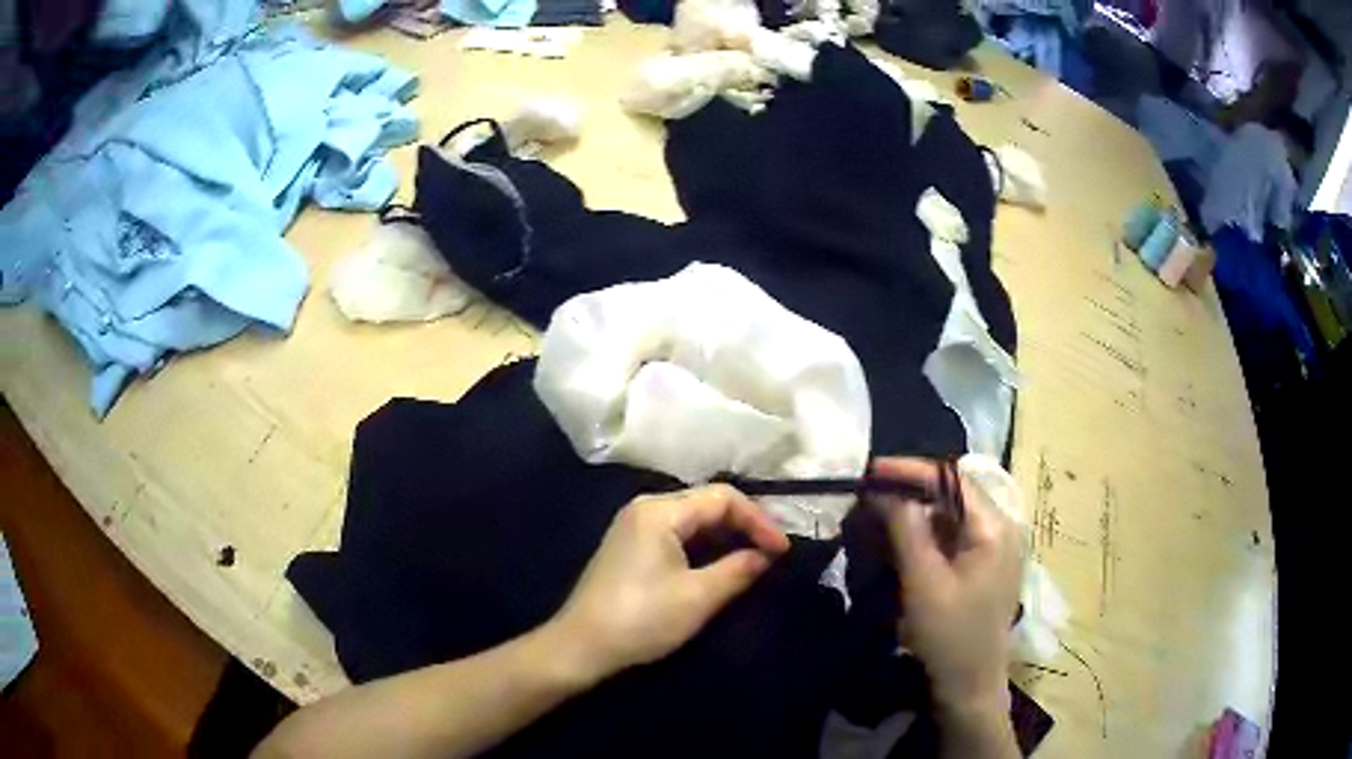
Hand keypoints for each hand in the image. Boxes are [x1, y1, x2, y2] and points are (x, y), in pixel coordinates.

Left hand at [550, 485, 790, 682]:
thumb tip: (766, 556)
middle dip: (744, 525)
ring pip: (693, 519)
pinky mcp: (631, 547)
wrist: (582, 646)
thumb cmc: (642, 619)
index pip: (723, 498)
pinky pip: (677, 534)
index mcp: (660, 511)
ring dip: (726, 536)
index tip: (782, 550)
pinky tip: (720, 564)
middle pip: (707, 503)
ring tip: (754, 558)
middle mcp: (646, 508)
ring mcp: (634, 527)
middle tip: (773, 552)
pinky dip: (704, 545)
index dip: (759, 520)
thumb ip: (739, 570)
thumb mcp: (698, 597)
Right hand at [871, 458, 1023, 715]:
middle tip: (870, 494)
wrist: (969, 688)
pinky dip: (927, 533)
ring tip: (880, 514)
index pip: (952, 479)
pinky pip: (954, 537)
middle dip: (912, 489)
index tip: (871, 470)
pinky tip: (902, 540)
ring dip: (917, 511)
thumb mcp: (923, 582)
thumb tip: (885, 490)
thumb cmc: (949, 637)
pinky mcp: (985, 568)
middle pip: (954, 493)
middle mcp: (1001, 529)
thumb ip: (906, 530)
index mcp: (994, 527)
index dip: (911, 470)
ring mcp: (996, 549)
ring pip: (953, 515)